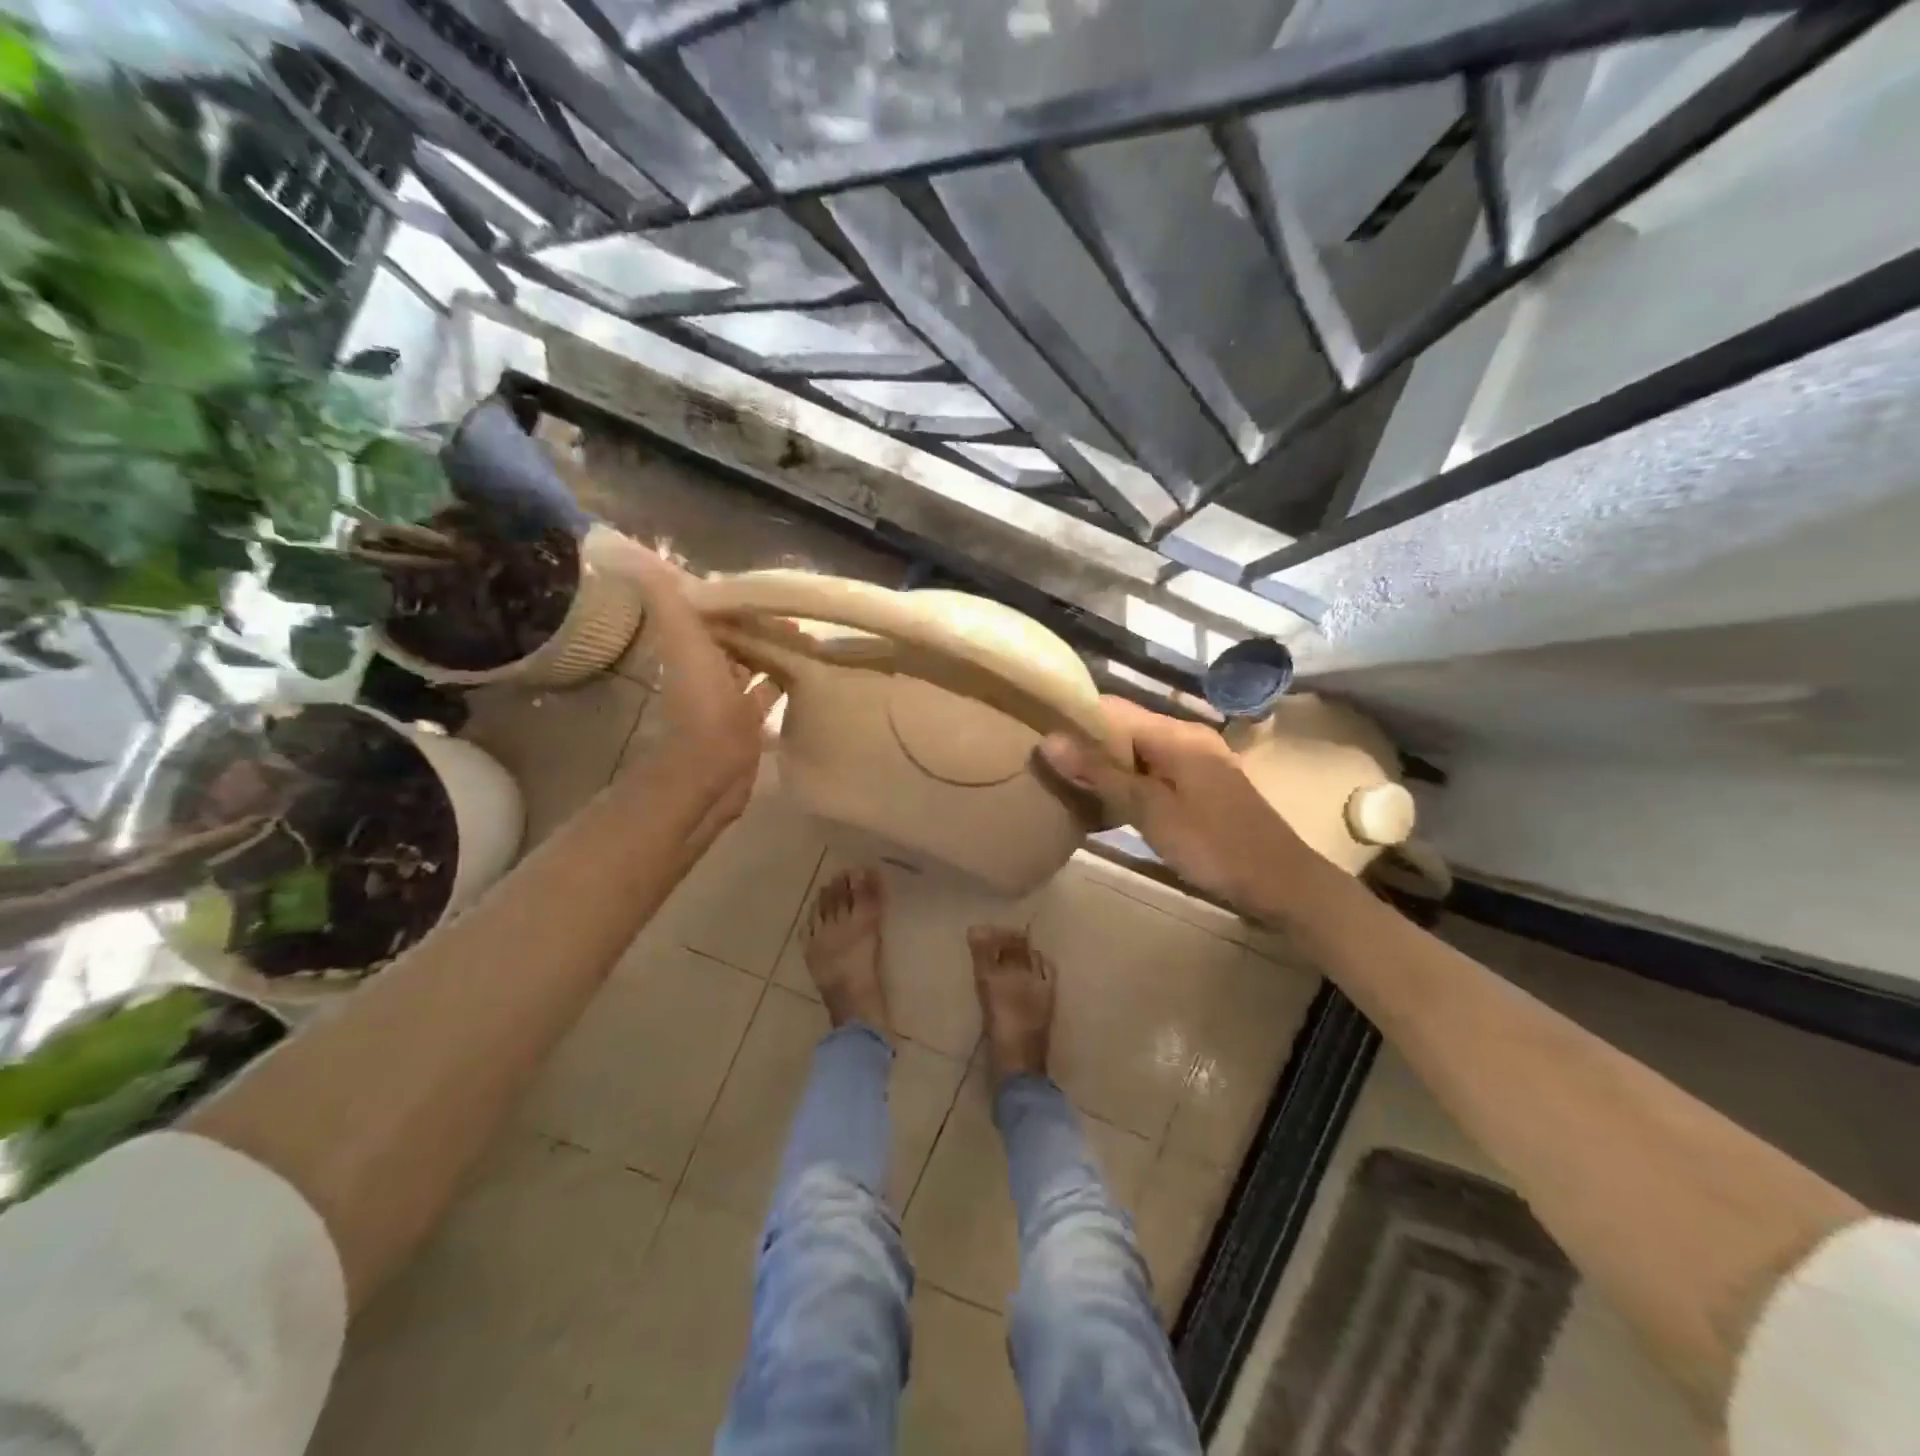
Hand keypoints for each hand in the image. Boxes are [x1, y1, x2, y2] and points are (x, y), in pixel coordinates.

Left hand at [612, 538, 779, 821]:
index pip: (713, 613)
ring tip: (808, 637)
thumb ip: (667, 600)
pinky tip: (806, 672)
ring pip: (753, 664)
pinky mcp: (749, 722)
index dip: (736, 599)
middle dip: (760, 623)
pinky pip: (768, 693)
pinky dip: (783, 680)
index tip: (767, 588)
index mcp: (692, 648)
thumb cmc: (702, 705)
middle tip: (796, 612)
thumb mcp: (684, 642)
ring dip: (774, 650)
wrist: (710, 771)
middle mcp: (708, 670)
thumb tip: (636, 555)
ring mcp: (729, 698)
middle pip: (735, 637)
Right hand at [1040, 697, 1324, 921]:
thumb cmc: (1215, 846)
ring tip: (1062, 783)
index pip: (1112, 709)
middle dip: (1085, 745)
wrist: (1282, 884)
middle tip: (1043, 766)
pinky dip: (1127, 784)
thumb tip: (1049, 740)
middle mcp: (1186, 739)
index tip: (1036, 733)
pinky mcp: (1200, 787)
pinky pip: (1153, 773)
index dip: (1074, 718)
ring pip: (1137, 753)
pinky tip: (1104, 803)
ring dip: (1104, 767)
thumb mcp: (1151, 812)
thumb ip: (1102, 774)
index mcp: (1176, 735)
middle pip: (1124, 729)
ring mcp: (1196, 763)